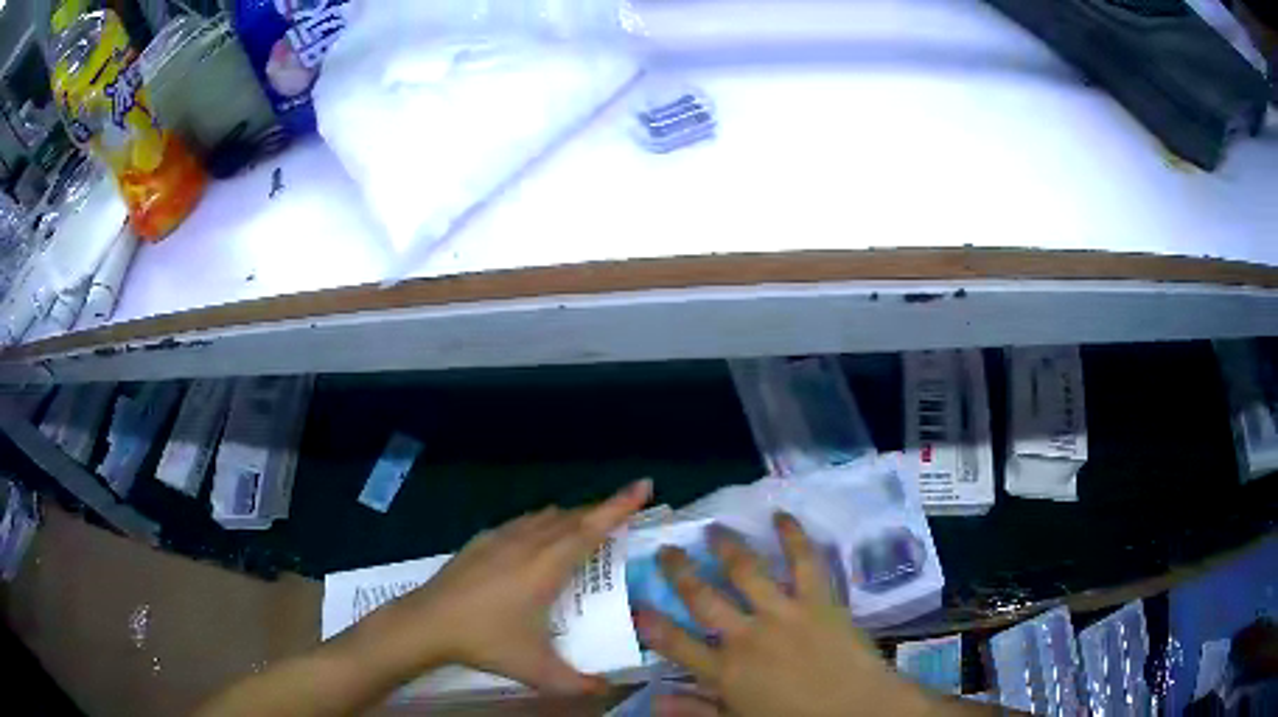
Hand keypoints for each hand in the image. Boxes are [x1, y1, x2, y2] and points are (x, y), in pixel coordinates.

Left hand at [364, 479, 652, 694]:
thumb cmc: (486, 641)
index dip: (620, 505)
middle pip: (573, 517)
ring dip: (572, 518)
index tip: (644, 484)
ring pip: (547, 516)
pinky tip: (538, 543)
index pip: (592, 527)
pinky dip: (544, 524)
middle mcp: (528, 542)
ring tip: (586, 532)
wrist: (427, 623)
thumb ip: (578, 683)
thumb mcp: (537, 670)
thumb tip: (608, 690)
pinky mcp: (482, 540)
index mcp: (547, 565)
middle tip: (624, 518)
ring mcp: (501, 537)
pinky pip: (524, 522)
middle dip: (602, 512)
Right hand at [636, 513, 935, 716]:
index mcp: (725, 671)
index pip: (676, 644)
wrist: (858, 710)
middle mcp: (746, 636)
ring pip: (745, 572)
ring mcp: (783, 613)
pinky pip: (804, 561)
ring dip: (726, 547)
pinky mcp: (818, 599)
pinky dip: (792, 535)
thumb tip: (655, 700)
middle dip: (680, 572)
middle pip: (703, 597)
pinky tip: (781, 516)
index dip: (652, 624)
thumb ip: (697, 711)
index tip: (635, 603)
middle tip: (666, 549)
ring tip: (712, 529)